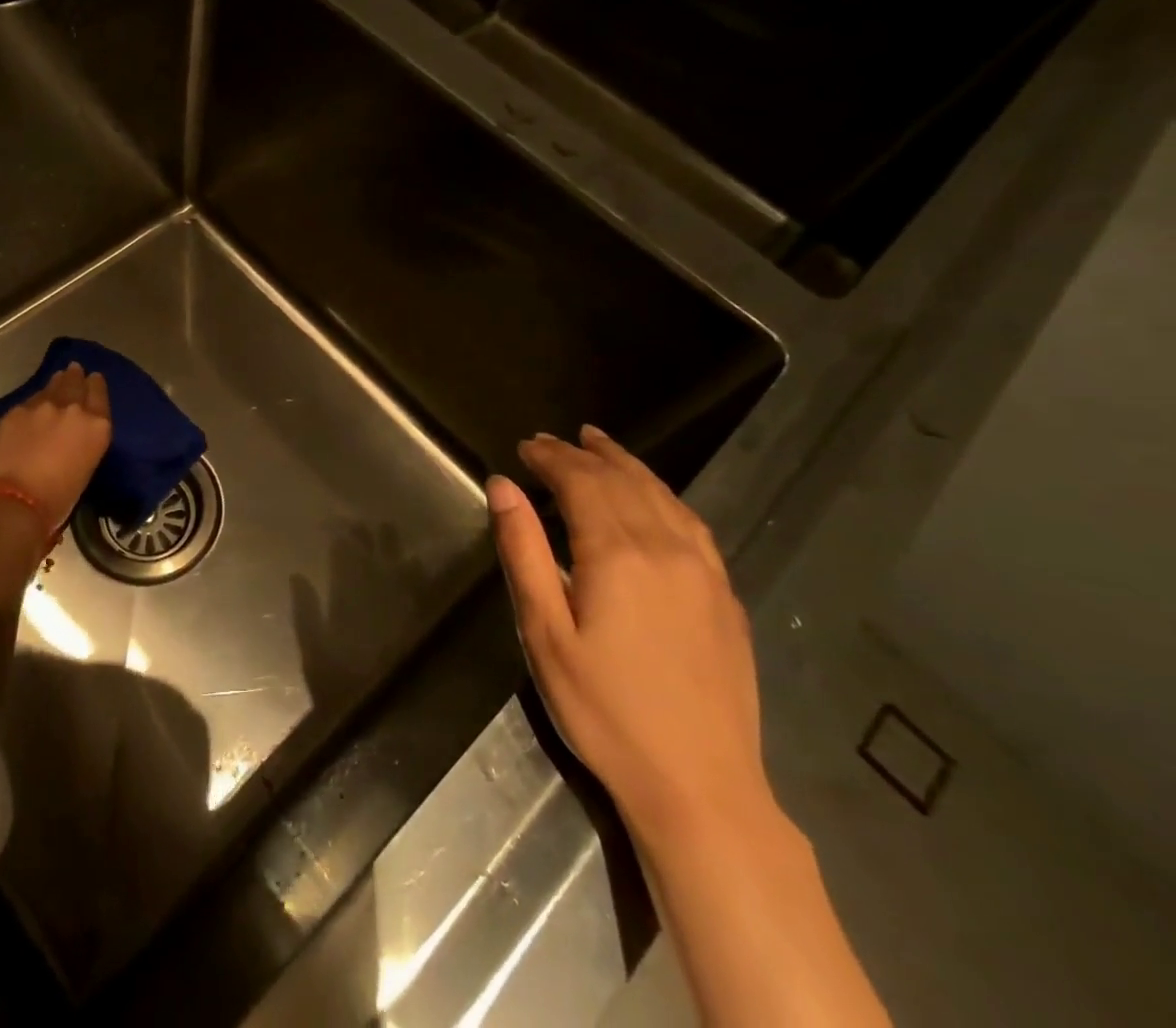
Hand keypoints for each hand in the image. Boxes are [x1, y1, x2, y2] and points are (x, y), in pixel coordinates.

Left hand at [0, 362, 111, 529]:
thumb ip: (83, 442)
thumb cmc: (59, 498)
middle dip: (76, 376)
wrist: (17, 500)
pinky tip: (32, 406)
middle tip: (75, 370)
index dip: (96, 384)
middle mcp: (73, 410)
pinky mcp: (16, 411)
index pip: (100, 394)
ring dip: (56, 383)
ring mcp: (43, 407)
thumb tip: (73, 436)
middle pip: (76, 383)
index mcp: (97, 427)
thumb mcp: (85, 467)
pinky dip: (33, 402)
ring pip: (52, 386)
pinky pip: (29, 401)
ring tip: (58, 378)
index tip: (94, 378)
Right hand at [487, 425, 770, 844]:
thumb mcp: (544, 633)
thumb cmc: (604, 710)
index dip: (551, 457)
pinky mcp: (725, 595)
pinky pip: (693, 523)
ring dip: (626, 464)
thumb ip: (524, 551)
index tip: (525, 445)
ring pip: (661, 495)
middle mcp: (666, 548)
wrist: (700, 786)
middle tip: (551, 440)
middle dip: (583, 454)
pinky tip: (653, 496)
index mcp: (617, 554)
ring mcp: (704, 570)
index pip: (581, 481)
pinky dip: (664, 494)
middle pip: (621, 481)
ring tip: (599, 444)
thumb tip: (502, 485)